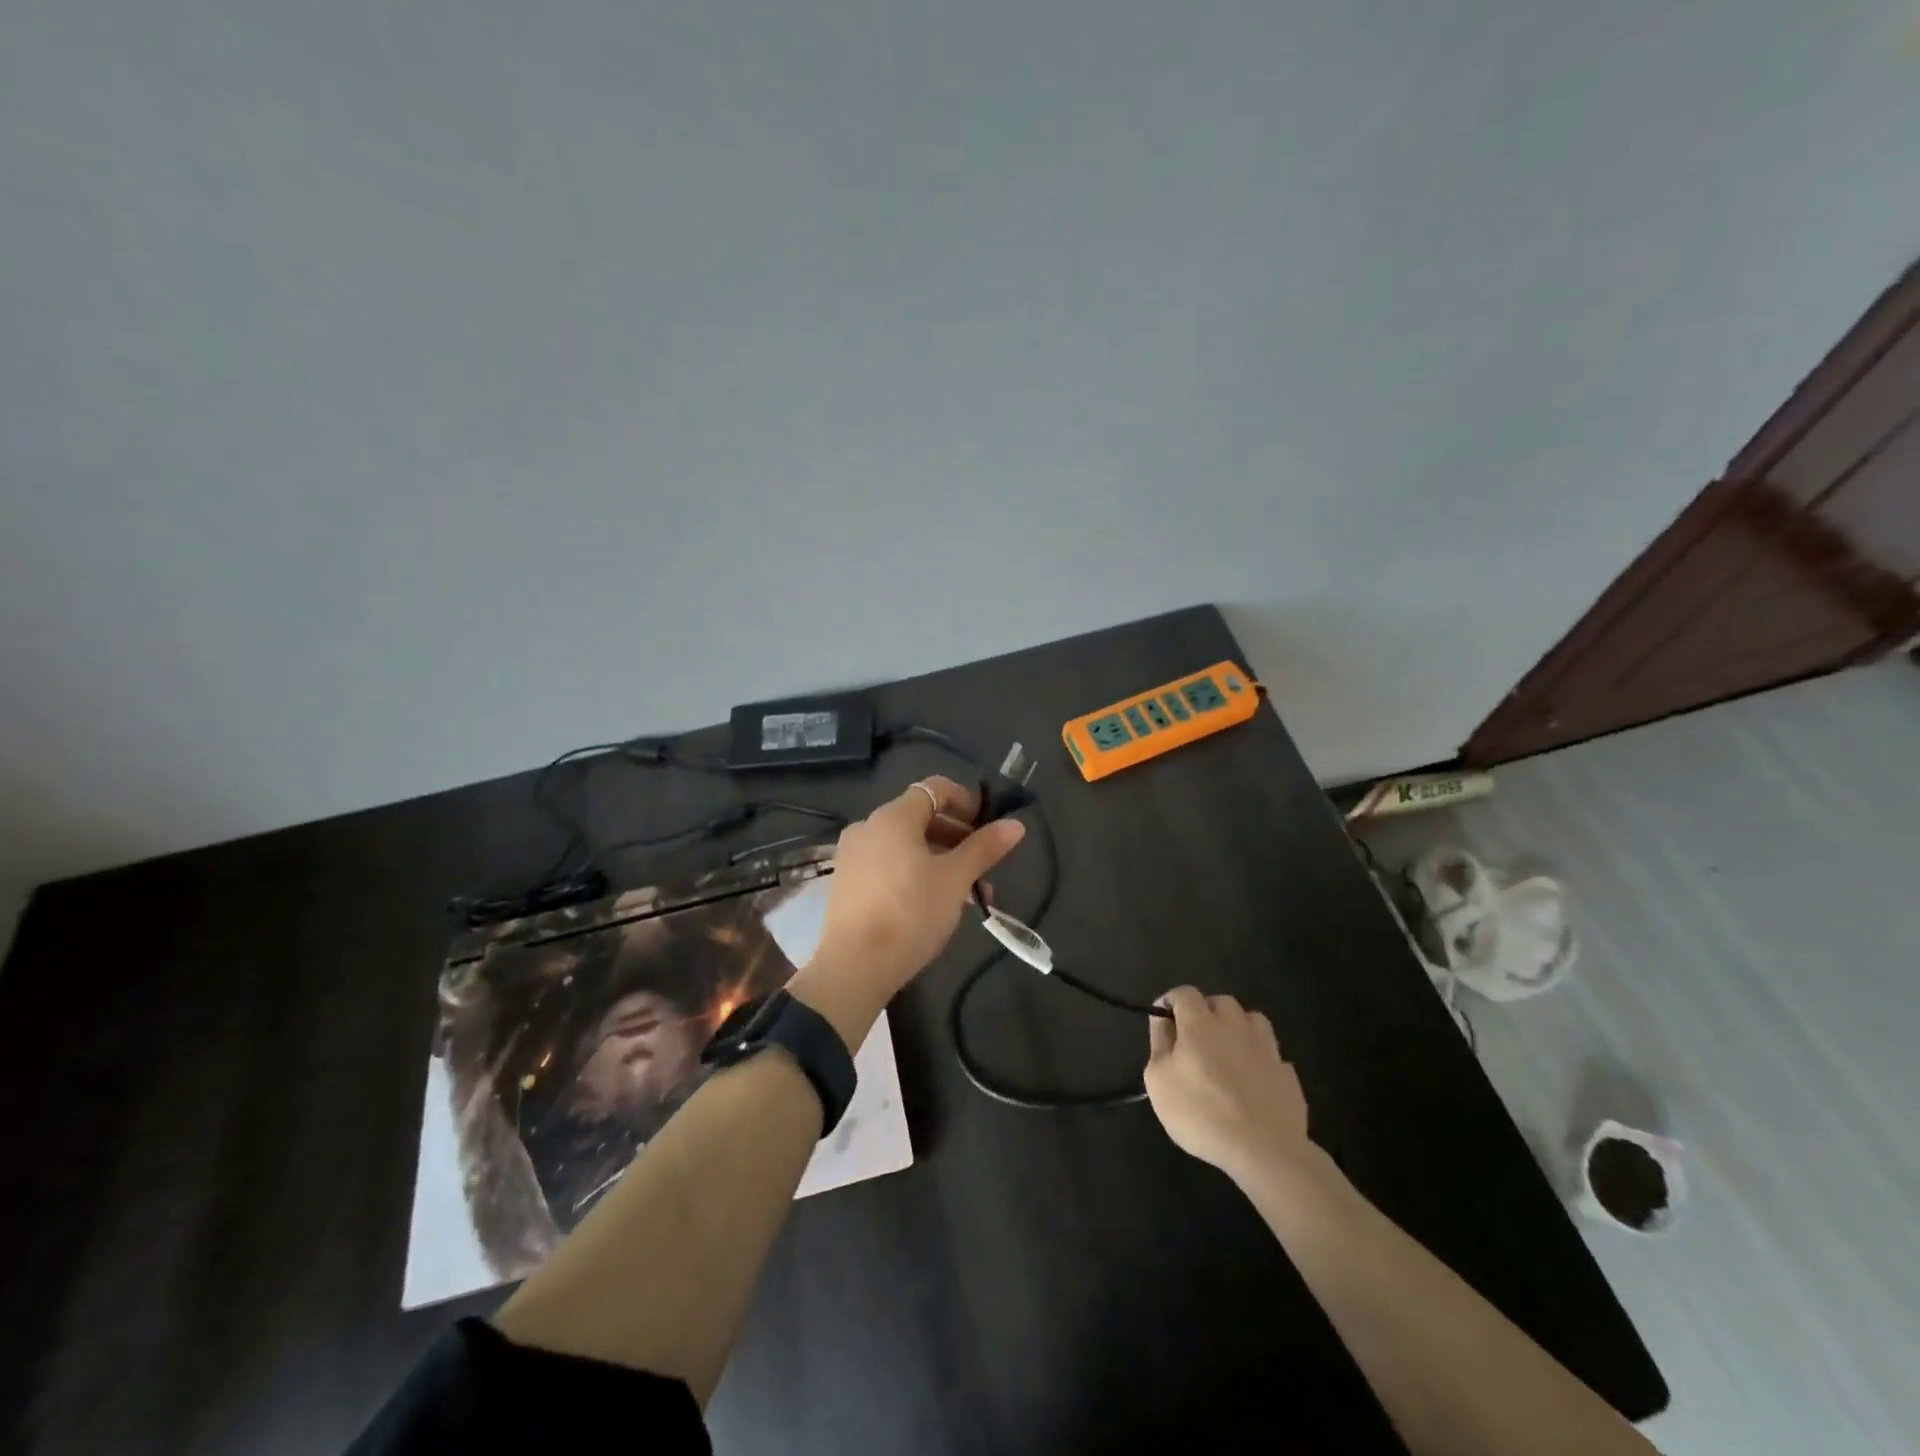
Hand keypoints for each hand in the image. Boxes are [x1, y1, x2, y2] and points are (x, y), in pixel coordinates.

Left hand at [809, 775, 1025, 1004]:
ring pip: (906, 845)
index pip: (935, 789)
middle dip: (958, 838)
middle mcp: (868, 827)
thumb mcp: (955, 880)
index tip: (988, 827)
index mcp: (893, 817)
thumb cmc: (910, 913)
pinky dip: (915, 873)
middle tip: (984, 867)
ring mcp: (853, 856)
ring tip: (968, 895)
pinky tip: (934, 904)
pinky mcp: (847, 883)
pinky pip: (888, 864)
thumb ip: (984, 848)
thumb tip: (1015, 825)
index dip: (967, 801)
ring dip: (941, 860)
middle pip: (921, 818)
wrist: (854, 967)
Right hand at [1144, 987, 1309, 1183]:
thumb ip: (1159, 1044)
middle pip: (1221, 1002)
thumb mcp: (1158, 1080)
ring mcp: (1266, 1047)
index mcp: (1200, 1023)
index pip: (1185, 993)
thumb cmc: (1201, 1112)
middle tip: (1195, 1039)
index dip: (1172, 1001)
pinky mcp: (1287, 1073)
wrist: (1264, 1149)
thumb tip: (1163, 1021)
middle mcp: (1235, 1025)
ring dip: (1238, 1028)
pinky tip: (1253, 1081)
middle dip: (1206, 1011)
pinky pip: (1271, 1054)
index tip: (1163, 1020)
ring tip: (1228, 1052)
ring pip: (1252, 1021)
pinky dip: (1260, 1059)